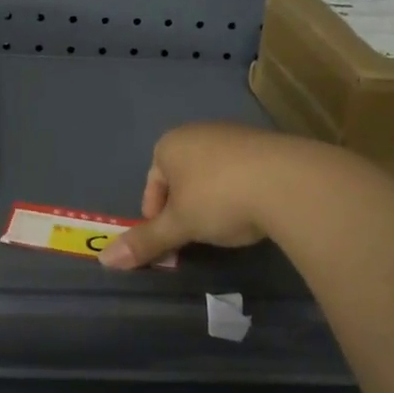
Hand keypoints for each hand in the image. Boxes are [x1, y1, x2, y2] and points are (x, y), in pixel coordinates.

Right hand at [99, 122, 320, 269]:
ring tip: (224, 226)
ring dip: (212, 198)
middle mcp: (200, 131)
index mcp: (171, 143)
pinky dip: (240, 191)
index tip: (166, 237)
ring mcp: (236, 135)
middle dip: (183, 205)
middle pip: (182, 175)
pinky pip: (243, 171)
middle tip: (192, 234)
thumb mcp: (179, 225)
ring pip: (212, 172)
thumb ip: (145, 241)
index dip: (154, 211)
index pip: (153, 179)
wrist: (290, 181)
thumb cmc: (219, 198)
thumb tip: (104, 260)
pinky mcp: (269, 145)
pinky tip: (252, 212)